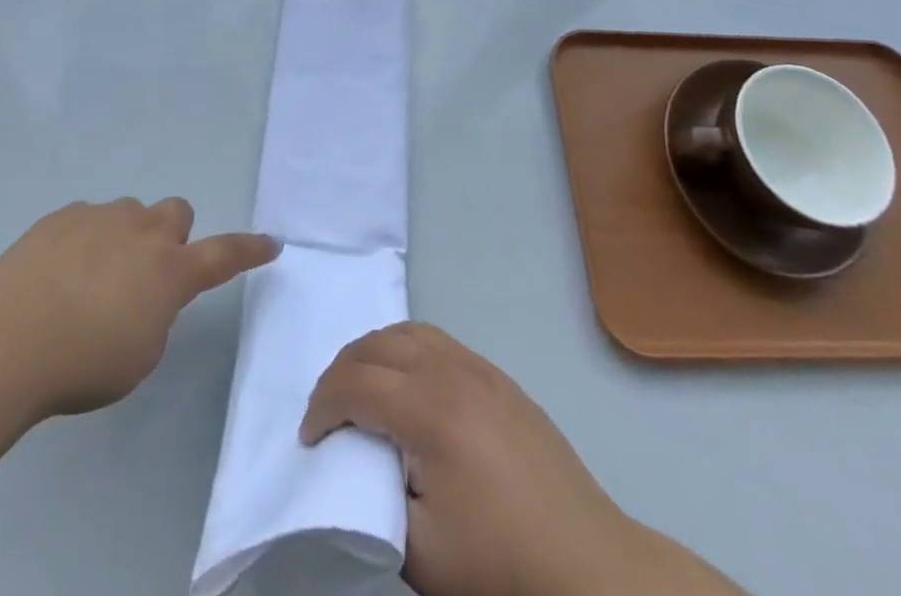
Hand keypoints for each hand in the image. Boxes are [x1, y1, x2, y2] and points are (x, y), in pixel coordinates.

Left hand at [0, 198, 277, 418]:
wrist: (5, 340)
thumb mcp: (139, 356)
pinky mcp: (63, 215)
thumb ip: (156, 315)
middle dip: (170, 236)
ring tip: (90, 278)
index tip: (271, 242)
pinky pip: (88, 218)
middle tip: (147, 272)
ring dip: (125, 238)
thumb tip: (146, 295)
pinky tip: (56, 273)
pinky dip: (85, 239)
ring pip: (130, 213)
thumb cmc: (82, 364)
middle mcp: (143, 232)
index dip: (249, 249)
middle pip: (176, 211)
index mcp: (170, 271)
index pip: (224, 254)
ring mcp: (101, 216)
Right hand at [302, 323, 741, 595]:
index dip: (322, 406)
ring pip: (411, 332)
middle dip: (342, 370)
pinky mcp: (501, 380)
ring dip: (375, 352)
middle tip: (327, 411)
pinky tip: (409, 387)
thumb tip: (359, 466)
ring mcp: (481, 370)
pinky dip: (408, 350)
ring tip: (362, 390)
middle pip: (379, 344)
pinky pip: (440, 342)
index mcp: (429, 410)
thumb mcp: (421, 554)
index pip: (356, 384)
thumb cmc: (502, 565)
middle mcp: (452, 372)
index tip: (309, 440)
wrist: (591, 568)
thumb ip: (376, 501)